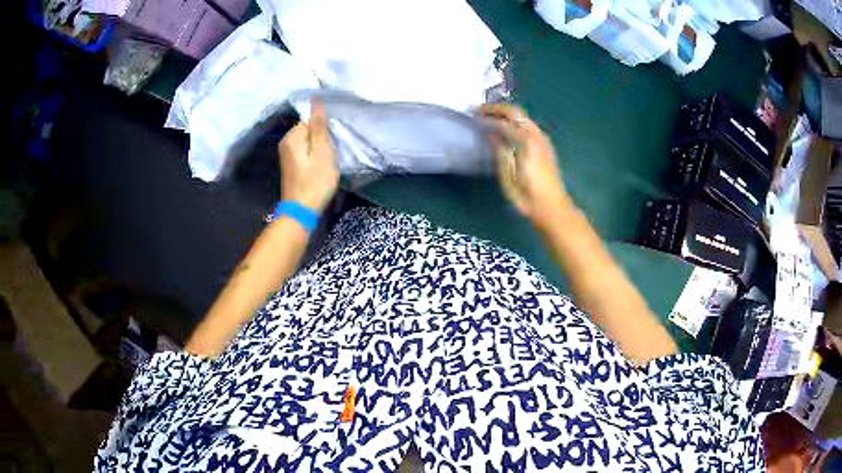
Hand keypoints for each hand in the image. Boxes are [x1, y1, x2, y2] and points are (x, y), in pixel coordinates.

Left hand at [278, 101, 338, 212]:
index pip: (311, 120)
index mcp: (292, 136)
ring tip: (327, 160)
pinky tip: (320, 166)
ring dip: (319, 148)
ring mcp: (286, 154)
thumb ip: (319, 126)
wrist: (301, 211)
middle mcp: (286, 142)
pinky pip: (305, 151)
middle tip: (331, 153)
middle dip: (321, 138)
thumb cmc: (315, 182)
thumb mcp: (322, 152)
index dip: (324, 129)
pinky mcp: (290, 164)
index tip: (332, 141)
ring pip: (308, 141)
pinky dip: (314, 156)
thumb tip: (316, 100)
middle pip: (309, 130)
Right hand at [479, 104, 572, 226]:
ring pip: (524, 117)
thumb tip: (490, 133)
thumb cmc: (527, 196)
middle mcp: (536, 135)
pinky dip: (515, 122)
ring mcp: (543, 139)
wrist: (553, 208)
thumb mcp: (508, 176)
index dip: (486, 118)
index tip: (472, 115)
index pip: (503, 122)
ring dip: (507, 114)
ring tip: (489, 117)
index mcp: (526, 141)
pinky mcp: (546, 145)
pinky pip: (529, 125)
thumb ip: (500, 151)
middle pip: (516, 112)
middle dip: (497, 109)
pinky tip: (506, 128)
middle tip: (479, 110)